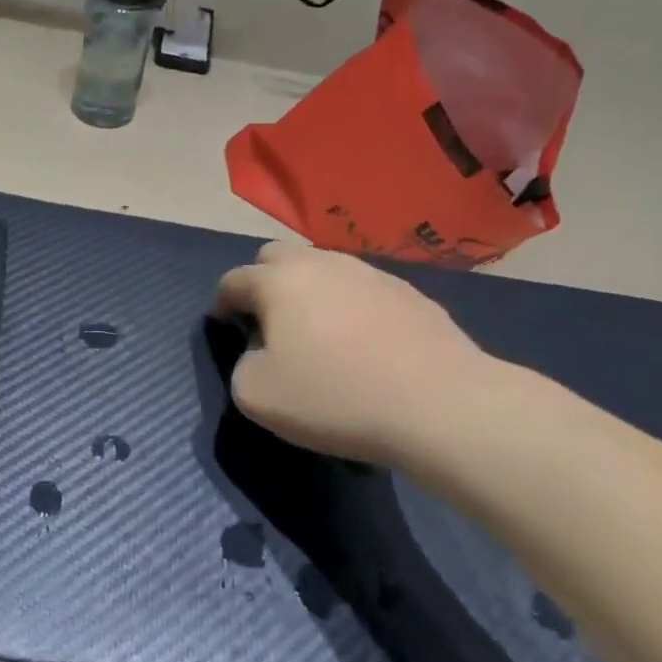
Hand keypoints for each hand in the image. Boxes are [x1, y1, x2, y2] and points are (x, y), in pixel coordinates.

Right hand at [213, 242, 505, 478]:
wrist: (439, 404)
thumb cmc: (334, 396)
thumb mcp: (256, 395)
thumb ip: (242, 366)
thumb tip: (261, 353)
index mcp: (278, 280)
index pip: (233, 280)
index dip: (222, 303)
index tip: (225, 327)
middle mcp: (321, 263)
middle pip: (277, 257)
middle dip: (263, 282)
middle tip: (269, 323)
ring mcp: (370, 273)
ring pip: (324, 269)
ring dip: (310, 292)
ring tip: (319, 333)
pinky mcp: (410, 293)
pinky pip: (363, 290)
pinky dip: (351, 308)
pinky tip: (365, 344)